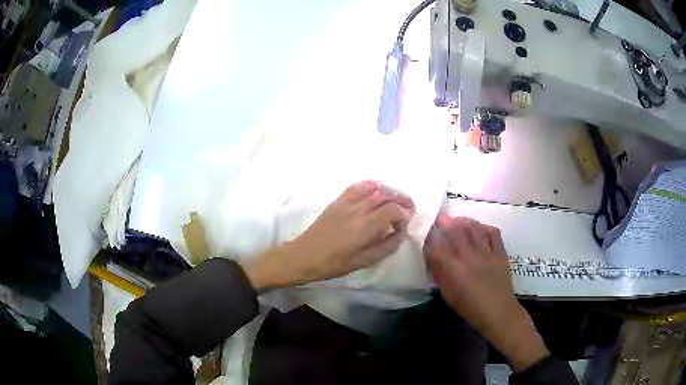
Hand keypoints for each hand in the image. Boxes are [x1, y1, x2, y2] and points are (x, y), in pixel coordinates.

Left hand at [243, 180, 414, 290]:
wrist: (305, 256)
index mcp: (365, 227)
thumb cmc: (335, 263)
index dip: (404, 215)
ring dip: (390, 191)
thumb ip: (387, 246)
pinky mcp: (338, 201)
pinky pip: (357, 186)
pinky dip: (371, 185)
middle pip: (387, 195)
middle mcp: (358, 209)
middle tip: (409, 209)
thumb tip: (401, 233)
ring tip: (397, 200)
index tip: (405, 225)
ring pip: (375, 188)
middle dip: (402, 200)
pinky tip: (378, 190)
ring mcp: (347, 202)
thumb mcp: (364, 261)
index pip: (393, 210)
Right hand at [425, 215, 548, 370]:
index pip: (438, 247)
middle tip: (441, 218)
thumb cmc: (470, 307)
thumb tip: (433, 259)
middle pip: (456, 231)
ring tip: (458, 220)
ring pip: (475, 228)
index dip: (431, 237)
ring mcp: (487, 253)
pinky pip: (493, 233)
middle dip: (446, 222)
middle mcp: (470, 257)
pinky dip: (485, 227)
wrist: (498, 312)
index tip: (427, 232)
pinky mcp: (500, 253)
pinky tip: (479, 228)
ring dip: (464, 220)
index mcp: (455, 270)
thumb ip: (440, 275)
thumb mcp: (448, 295)